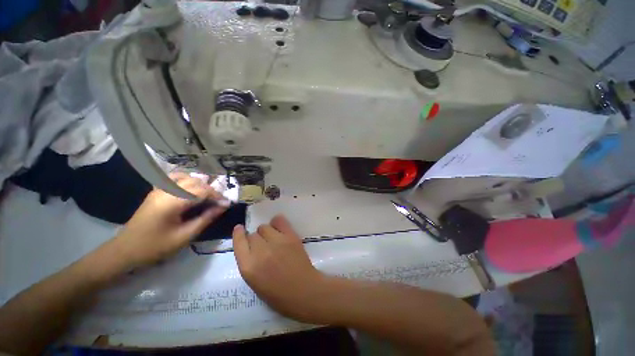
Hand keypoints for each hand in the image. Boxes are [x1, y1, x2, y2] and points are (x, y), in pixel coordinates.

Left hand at [111, 172, 227, 269]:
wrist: (125, 250)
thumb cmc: (155, 247)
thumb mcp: (185, 236)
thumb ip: (206, 218)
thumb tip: (223, 206)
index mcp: (171, 202)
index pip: (202, 191)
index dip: (217, 196)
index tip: (226, 204)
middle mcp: (165, 191)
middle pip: (195, 182)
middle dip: (211, 190)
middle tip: (218, 202)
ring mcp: (158, 189)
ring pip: (186, 177)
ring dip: (200, 184)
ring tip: (207, 196)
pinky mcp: (156, 191)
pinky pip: (174, 179)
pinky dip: (187, 181)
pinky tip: (191, 189)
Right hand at [232, 215, 335, 323]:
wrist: (304, 291)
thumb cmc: (278, 295)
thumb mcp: (255, 283)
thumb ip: (249, 263)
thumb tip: (250, 247)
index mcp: (249, 267)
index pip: (238, 242)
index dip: (238, 234)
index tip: (239, 229)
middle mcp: (261, 251)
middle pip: (252, 235)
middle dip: (255, 240)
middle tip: (263, 246)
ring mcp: (277, 241)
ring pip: (264, 227)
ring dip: (266, 232)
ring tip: (272, 239)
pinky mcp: (290, 236)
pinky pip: (279, 220)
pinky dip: (277, 223)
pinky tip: (279, 228)